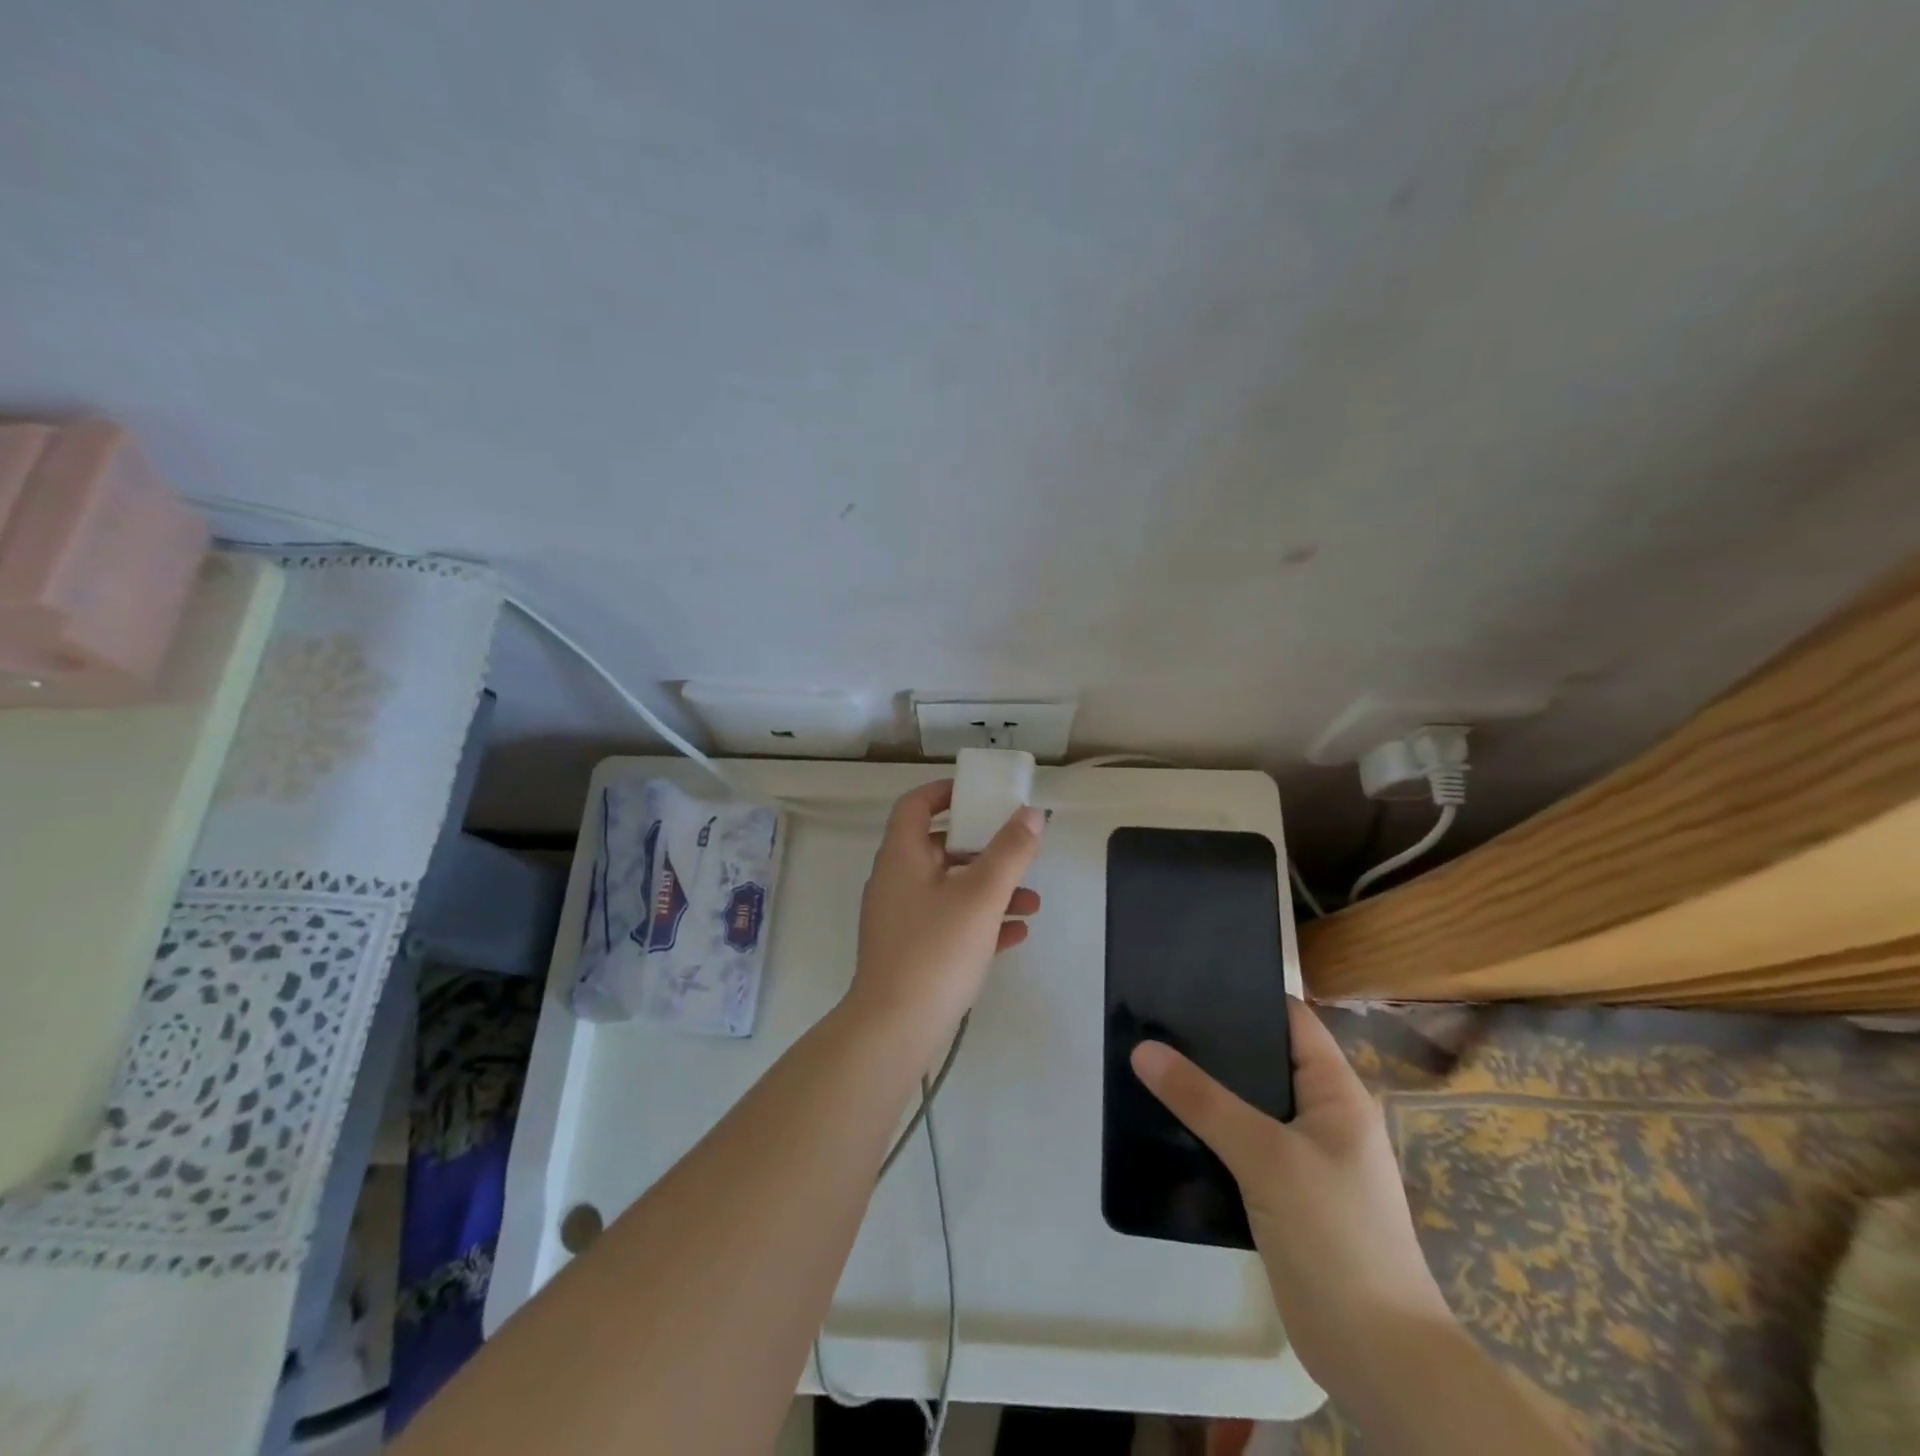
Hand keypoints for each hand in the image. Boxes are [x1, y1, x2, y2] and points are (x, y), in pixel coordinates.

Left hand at [847, 780, 1043, 1048]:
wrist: (894, 1029)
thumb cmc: (936, 951)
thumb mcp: (981, 896)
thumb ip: (1010, 852)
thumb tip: (1031, 814)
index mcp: (901, 856)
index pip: (915, 805)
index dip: (945, 792)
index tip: (980, 794)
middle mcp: (895, 881)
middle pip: (939, 848)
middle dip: (984, 849)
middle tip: (1017, 853)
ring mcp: (900, 919)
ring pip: (949, 889)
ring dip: (990, 890)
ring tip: (1032, 904)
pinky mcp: (909, 951)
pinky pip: (948, 923)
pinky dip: (979, 921)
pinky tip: (1016, 935)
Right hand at [1130, 999, 1451, 1395]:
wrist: (1376, 1357)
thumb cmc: (1335, 1236)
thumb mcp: (1266, 1157)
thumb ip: (1203, 1100)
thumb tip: (1143, 1048)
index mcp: (1335, 1093)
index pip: (1290, 1020)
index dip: (1246, 995)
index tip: (1189, 978)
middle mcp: (1321, 1116)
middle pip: (1263, 1060)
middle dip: (1214, 1042)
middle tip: (1155, 1019)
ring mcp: (1303, 1157)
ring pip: (1247, 1104)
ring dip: (1207, 1090)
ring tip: (1151, 1062)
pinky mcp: (1283, 1194)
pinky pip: (1241, 1144)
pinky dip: (1209, 1131)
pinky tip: (1167, 1123)